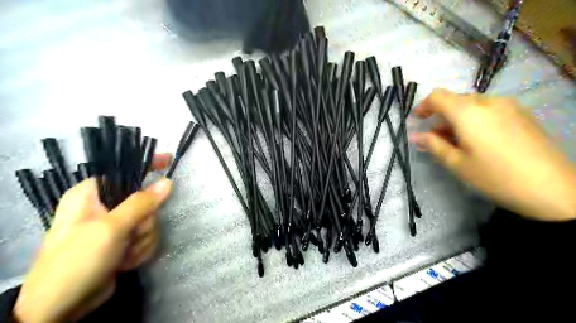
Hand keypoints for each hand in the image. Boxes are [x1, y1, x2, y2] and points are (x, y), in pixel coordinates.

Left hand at [13, 154, 171, 321]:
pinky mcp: (124, 241)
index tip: (169, 161)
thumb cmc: (78, 261)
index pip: (125, 171)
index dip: (148, 165)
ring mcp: (116, 225)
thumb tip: (167, 182)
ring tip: (123, 255)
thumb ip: (142, 203)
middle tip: (130, 236)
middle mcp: (105, 207)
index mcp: (92, 195)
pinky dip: (140, 250)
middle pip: (146, 201)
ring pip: (150, 221)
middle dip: (144, 223)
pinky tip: (125, 262)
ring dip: (142, 240)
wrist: (62, 307)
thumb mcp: (111, 228)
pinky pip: (147, 237)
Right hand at [410, 88, 575, 221]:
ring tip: (455, 141)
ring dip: (457, 118)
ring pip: (472, 104)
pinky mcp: (521, 114)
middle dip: (440, 116)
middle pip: (455, 99)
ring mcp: (508, 106)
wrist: (551, 188)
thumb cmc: (494, 176)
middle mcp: (488, 102)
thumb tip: (416, 135)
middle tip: (434, 138)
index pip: (438, 96)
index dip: (423, 106)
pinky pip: (488, 109)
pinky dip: (474, 119)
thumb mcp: (456, 163)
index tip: (417, 121)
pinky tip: (477, 140)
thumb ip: (433, 145)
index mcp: (468, 112)